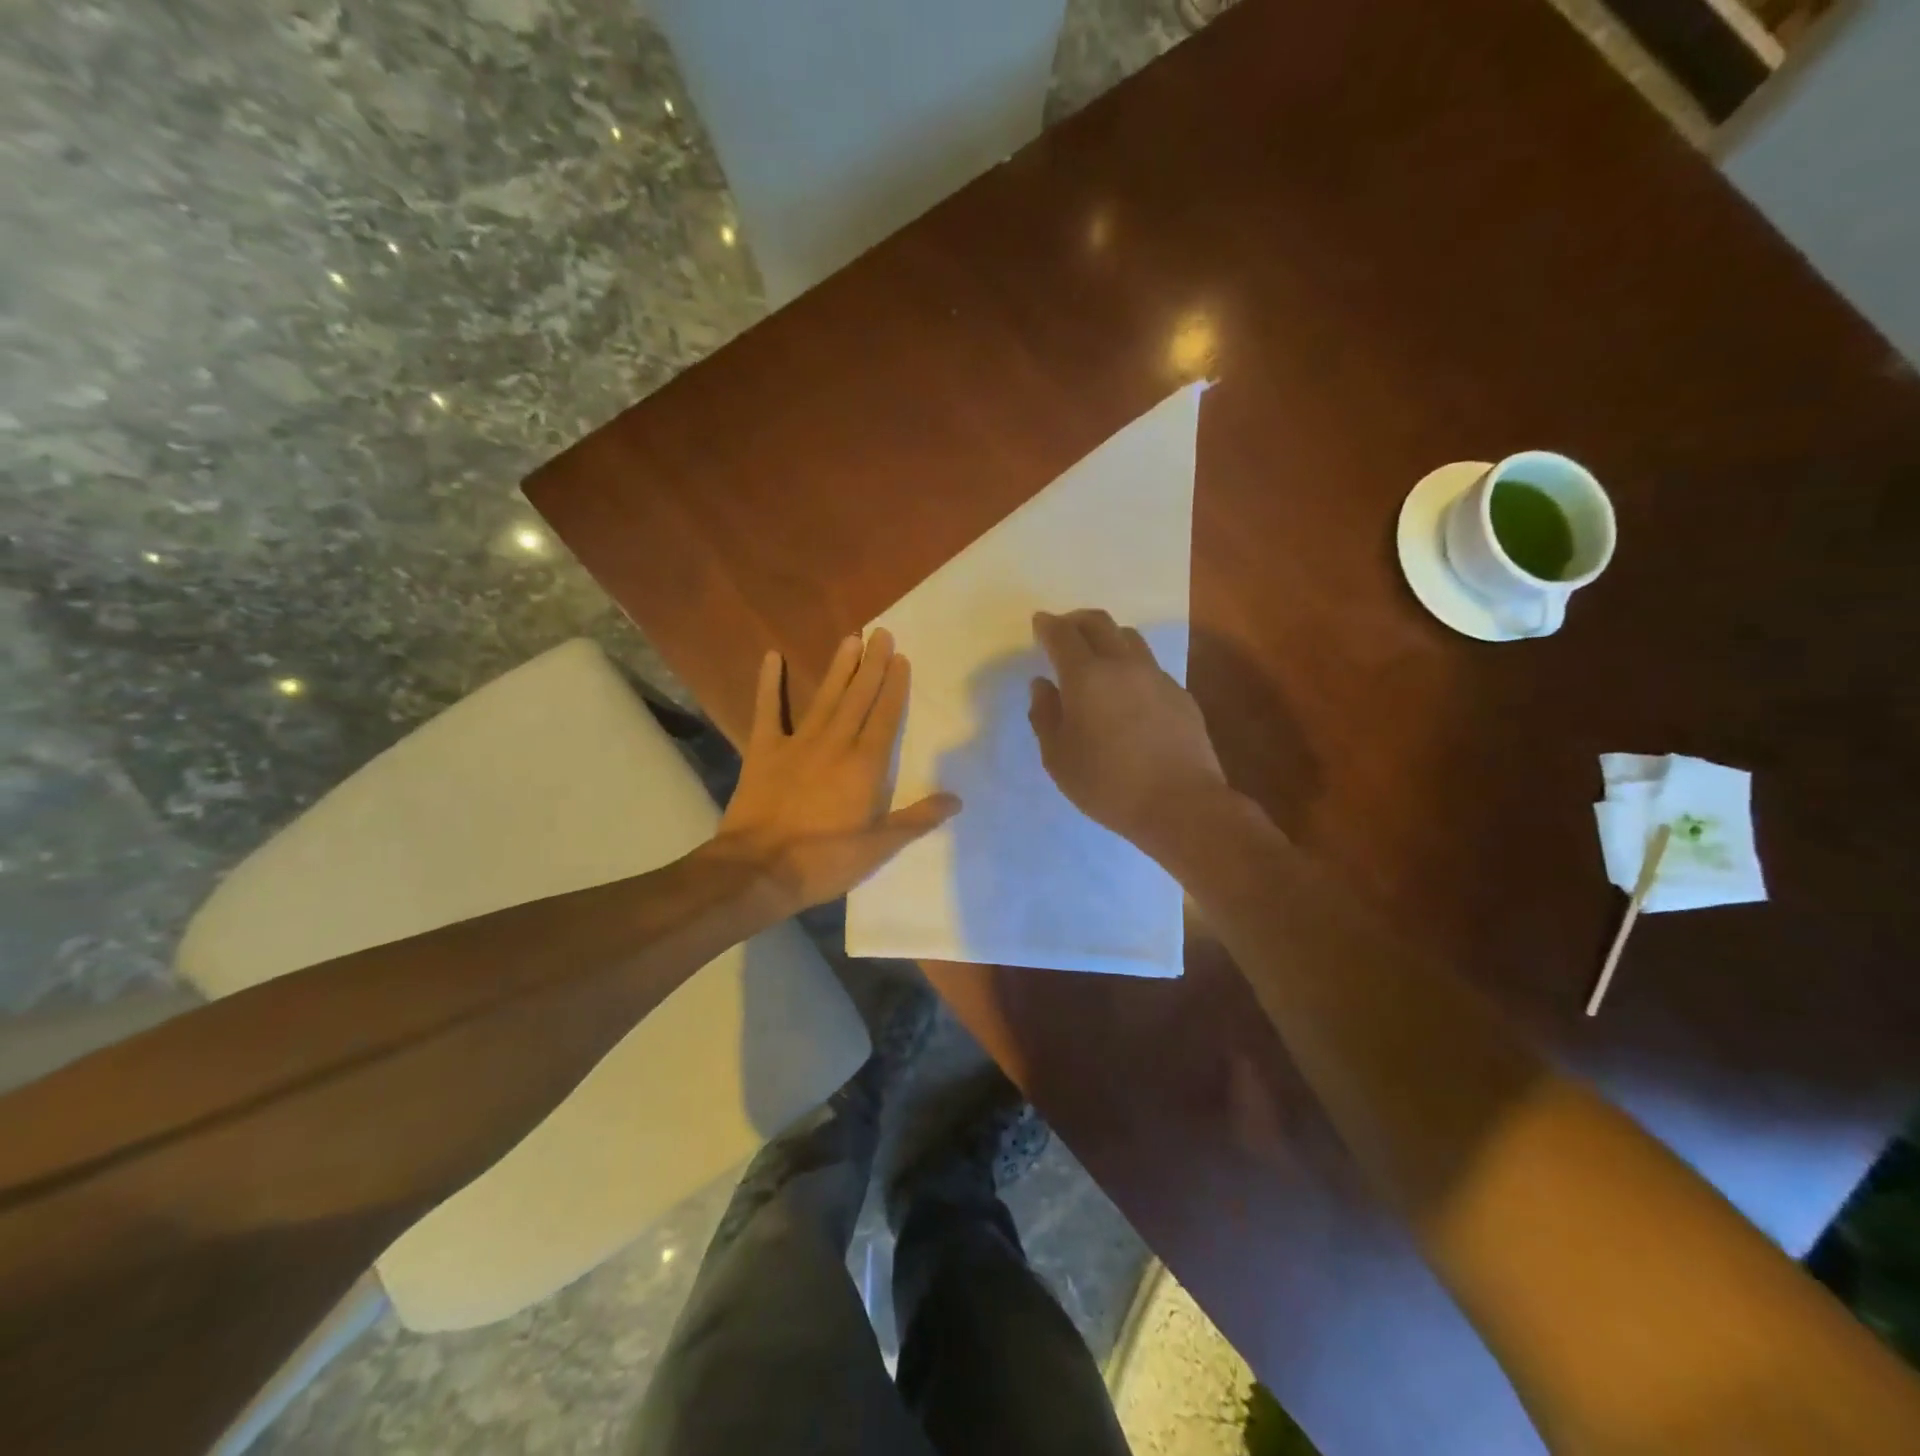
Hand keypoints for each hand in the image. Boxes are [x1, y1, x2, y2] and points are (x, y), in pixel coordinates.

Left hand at [713, 629, 959, 917]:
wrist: (759, 870)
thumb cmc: (824, 861)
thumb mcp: (879, 848)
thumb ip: (917, 820)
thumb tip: (956, 799)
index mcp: (865, 766)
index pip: (886, 717)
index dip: (895, 687)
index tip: (901, 658)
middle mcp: (835, 744)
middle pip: (858, 698)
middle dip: (872, 665)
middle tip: (881, 633)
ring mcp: (797, 743)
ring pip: (825, 697)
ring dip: (839, 668)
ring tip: (850, 639)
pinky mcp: (764, 750)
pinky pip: (767, 711)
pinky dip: (769, 684)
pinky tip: (772, 656)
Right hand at [1028, 609, 1228, 858]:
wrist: (1181, 803)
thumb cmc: (1107, 784)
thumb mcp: (1058, 758)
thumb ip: (1045, 715)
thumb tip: (1042, 685)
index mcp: (1086, 676)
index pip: (1062, 635)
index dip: (1047, 625)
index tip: (1039, 623)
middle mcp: (1123, 664)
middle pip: (1099, 622)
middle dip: (1076, 621)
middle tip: (1063, 631)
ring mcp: (1157, 677)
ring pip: (1129, 638)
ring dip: (1107, 638)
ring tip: (1096, 657)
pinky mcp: (1180, 694)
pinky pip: (1149, 666)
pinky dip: (1130, 666)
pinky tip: (1127, 692)